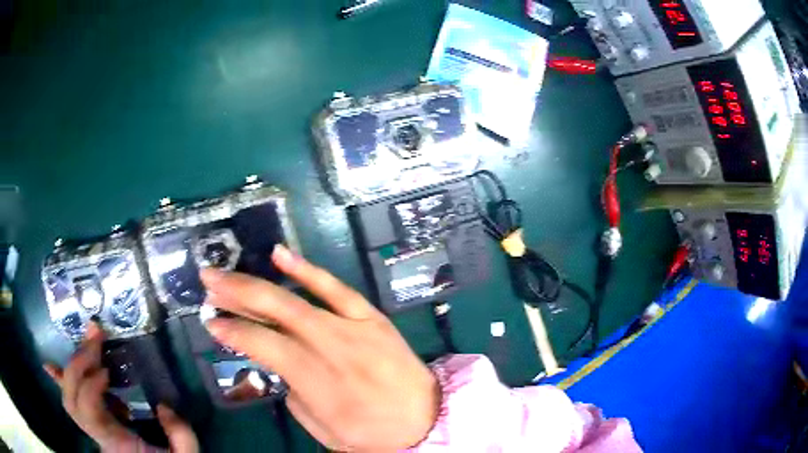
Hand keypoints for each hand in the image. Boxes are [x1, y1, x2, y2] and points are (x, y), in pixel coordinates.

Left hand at [44, 323, 198, 452]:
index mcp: (115, 443)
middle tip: (95, 338)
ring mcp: (93, 430)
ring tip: (89, 343)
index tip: (106, 370)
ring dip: (74, 365)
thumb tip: (161, 405)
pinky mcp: (94, 424)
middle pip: (71, 398)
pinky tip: (51, 367)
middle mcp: (97, 435)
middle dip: (78, 363)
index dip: (89, 385)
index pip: (87, 410)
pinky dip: (62, 381)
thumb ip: (180, 434)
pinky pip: (72, 402)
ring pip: (68, 396)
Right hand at [201, 245, 439, 451]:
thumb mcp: (323, 429)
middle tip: (207, 281)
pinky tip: (280, 254)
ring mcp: (355, 329)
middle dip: (235, 294)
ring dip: (258, 283)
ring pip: (297, 299)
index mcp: (319, 384)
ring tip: (227, 273)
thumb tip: (277, 361)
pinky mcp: (372, 317)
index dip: (234, 331)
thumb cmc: (372, 434)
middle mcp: (333, 350)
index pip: (264, 346)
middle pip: (275, 313)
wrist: (427, 418)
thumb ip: (294, 393)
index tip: (212, 322)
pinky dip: (308, 270)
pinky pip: (337, 288)